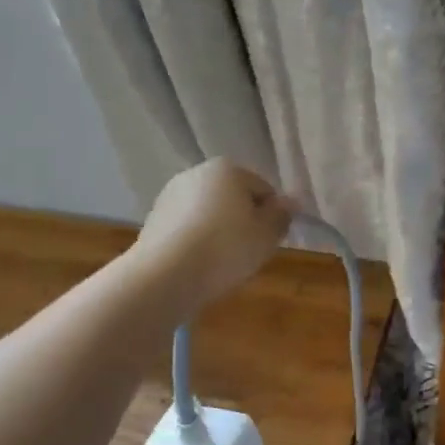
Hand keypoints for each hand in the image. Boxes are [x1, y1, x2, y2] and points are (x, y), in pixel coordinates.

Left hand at [132, 159, 293, 315]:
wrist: (167, 275)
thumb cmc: (226, 249)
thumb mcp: (266, 235)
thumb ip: (282, 216)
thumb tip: (291, 202)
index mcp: (228, 169)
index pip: (263, 190)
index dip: (271, 217)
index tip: (268, 242)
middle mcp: (196, 173)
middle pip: (233, 199)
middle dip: (243, 222)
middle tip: (248, 254)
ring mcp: (170, 195)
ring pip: (208, 214)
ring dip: (219, 232)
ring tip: (222, 263)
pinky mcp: (154, 220)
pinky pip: (187, 229)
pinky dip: (197, 242)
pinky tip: (199, 265)